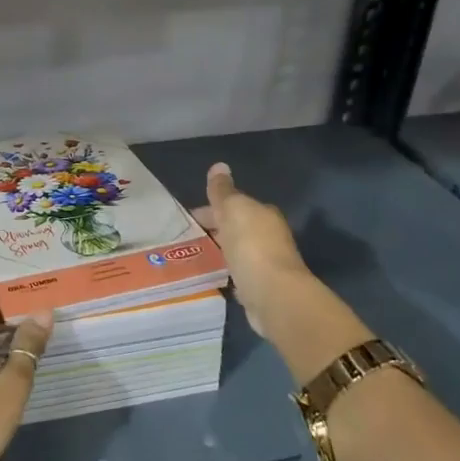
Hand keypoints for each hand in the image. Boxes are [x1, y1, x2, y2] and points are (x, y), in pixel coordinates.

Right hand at [193, 162, 371, 383]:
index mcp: (263, 214)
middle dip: (214, 229)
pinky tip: (212, 275)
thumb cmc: (252, 246)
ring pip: (236, 250)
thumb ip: (223, 191)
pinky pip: (238, 273)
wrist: (273, 294)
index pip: (233, 205)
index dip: (209, 209)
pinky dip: (226, 271)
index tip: (187, 220)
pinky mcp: (260, 286)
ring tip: (194, 256)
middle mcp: (268, 235)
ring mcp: (266, 262)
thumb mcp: (233, 210)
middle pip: (235, 227)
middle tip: (186, 238)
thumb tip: (219, 166)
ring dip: (220, 250)